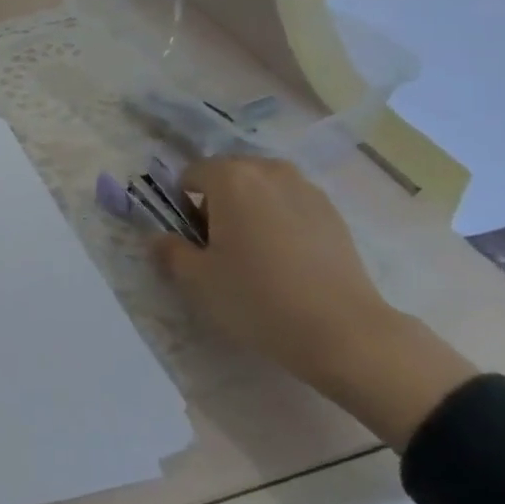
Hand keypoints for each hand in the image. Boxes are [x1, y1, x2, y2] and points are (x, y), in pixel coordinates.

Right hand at [149, 155, 478, 448]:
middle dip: (218, 204)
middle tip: (222, 249)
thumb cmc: (258, 299)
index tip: (194, 241)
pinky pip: (290, 205)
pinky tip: (288, 261)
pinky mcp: (333, 212)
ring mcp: (306, 188)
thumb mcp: (198, 280)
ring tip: (257, 255)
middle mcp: (268, 170)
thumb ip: (170, 251)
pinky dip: (280, 221)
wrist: (344, 333)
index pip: (190, 175)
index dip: (183, 206)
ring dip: (250, 210)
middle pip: (228, 177)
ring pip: (261, 189)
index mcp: (230, 177)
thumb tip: (160, 238)